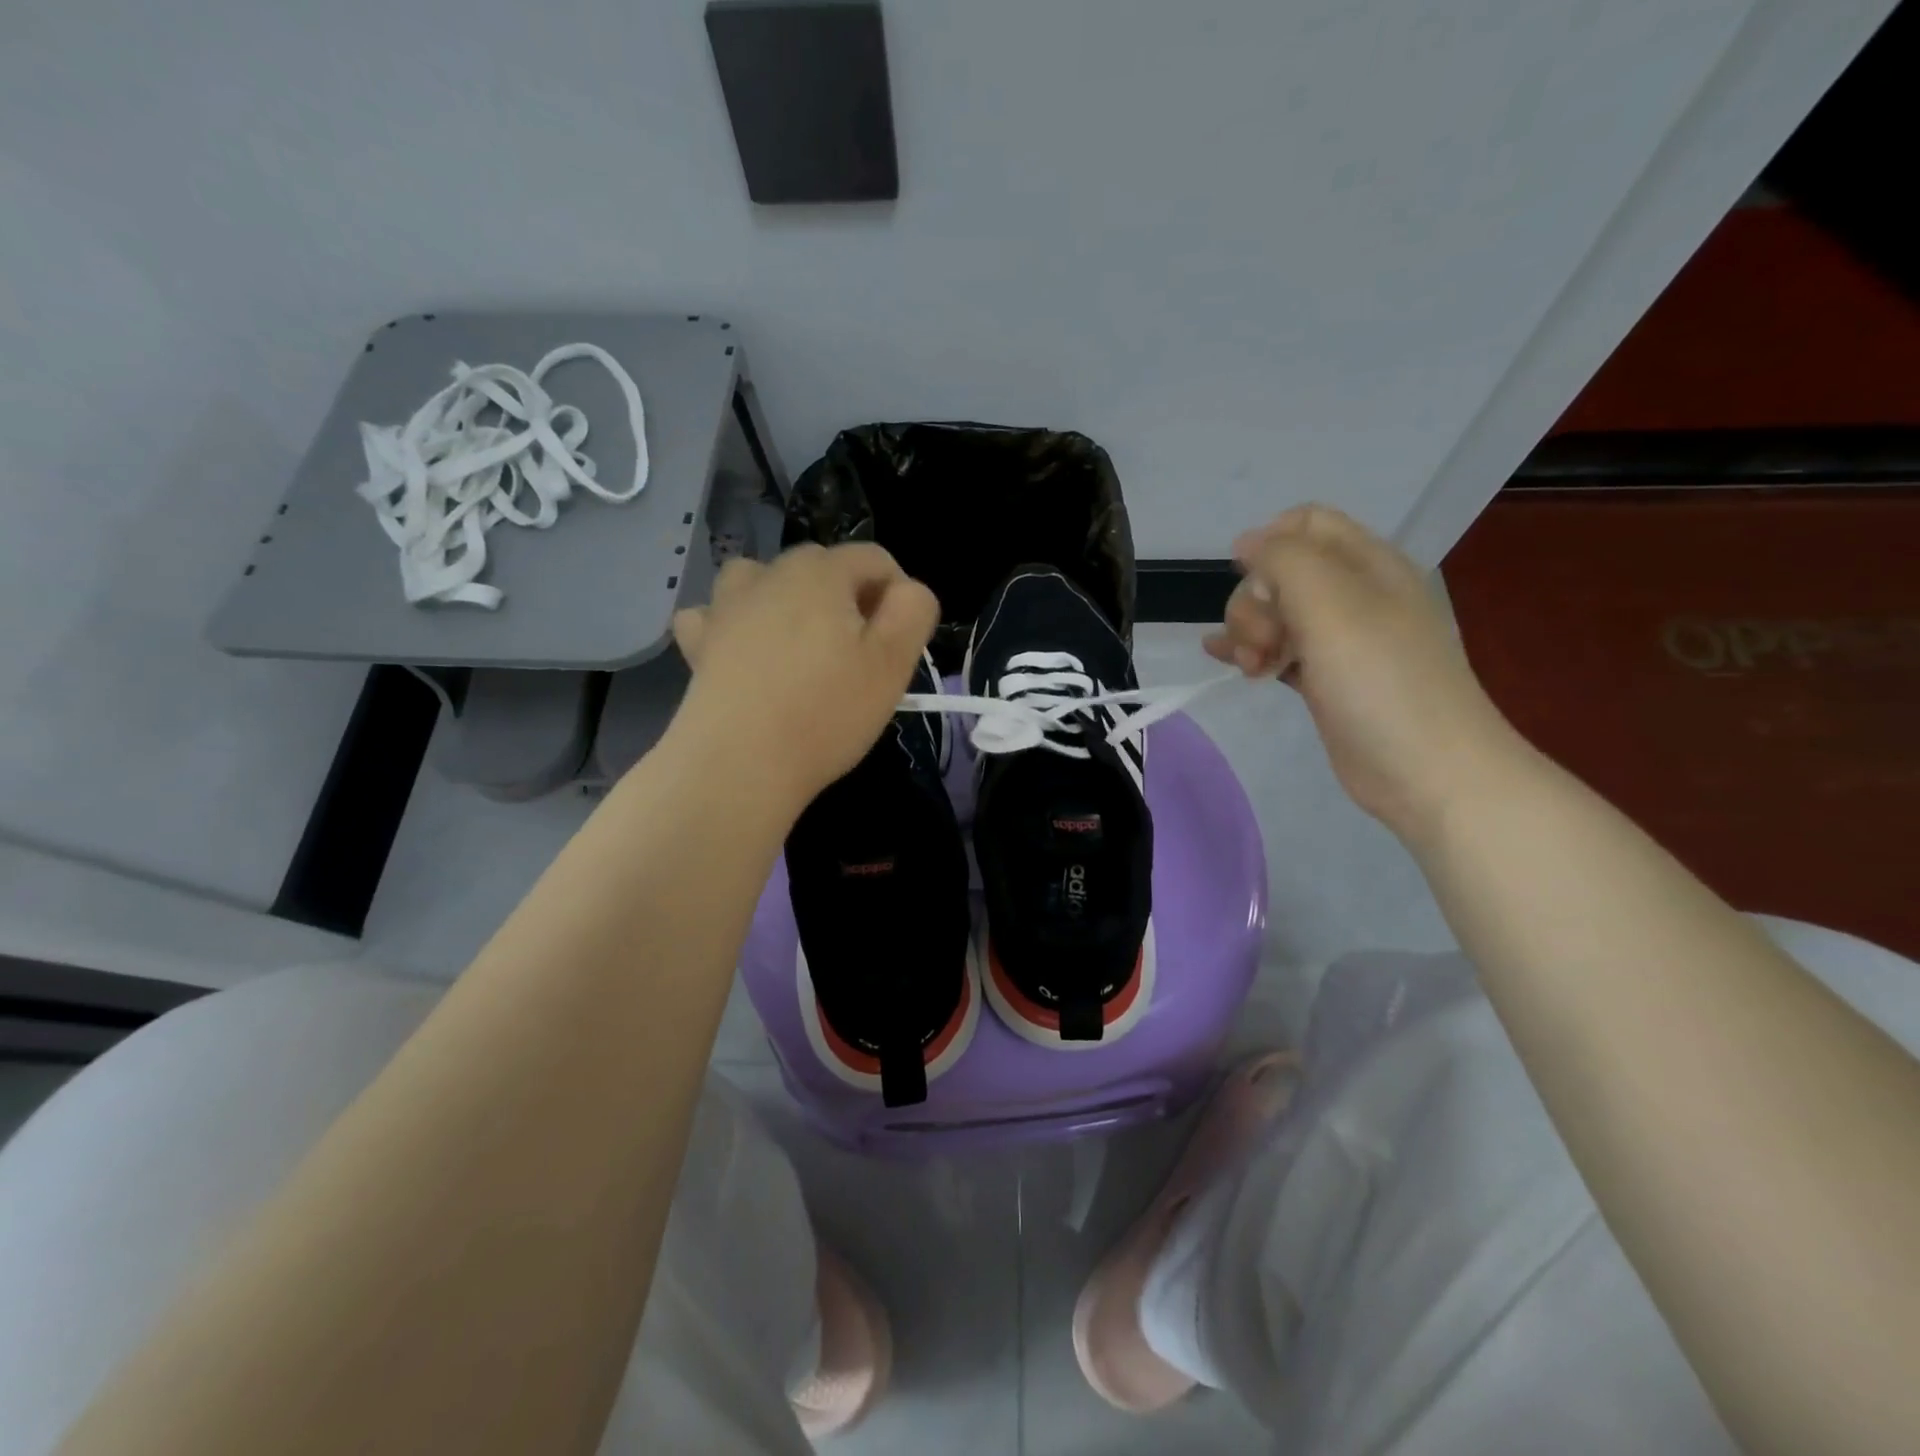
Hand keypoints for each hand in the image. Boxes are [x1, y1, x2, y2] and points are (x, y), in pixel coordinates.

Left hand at [670, 543, 939, 811]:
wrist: (741, 763)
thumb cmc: (827, 713)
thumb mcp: (894, 662)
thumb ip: (913, 610)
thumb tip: (905, 591)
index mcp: (822, 571)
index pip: (875, 559)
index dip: (897, 595)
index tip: (896, 645)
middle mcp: (770, 573)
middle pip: (823, 567)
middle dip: (847, 600)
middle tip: (856, 659)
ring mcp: (726, 605)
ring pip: (765, 579)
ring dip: (787, 600)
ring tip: (799, 644)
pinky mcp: (699, 640)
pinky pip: (717, 614)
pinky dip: (734, 624)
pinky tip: (744, 652)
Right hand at [1205, 505, 1528, 839]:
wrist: (1427, 770)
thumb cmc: (1381, 681)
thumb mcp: (1331, 603)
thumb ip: (1284, 560)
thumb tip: (1247, 542)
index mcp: (1368, 564)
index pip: (1306, 523)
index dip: (1268, 543)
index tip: (1250, 583)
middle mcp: (1355, 595)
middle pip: (1282, 572)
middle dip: (1255, 601)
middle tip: (1262, 642)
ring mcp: (1342, 640)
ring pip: (1277, 613)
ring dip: (1250, 631)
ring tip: (1251, 666)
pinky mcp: (1328, 679)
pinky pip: (1280, 650)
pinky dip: (1251, 651)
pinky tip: (1224, 659)